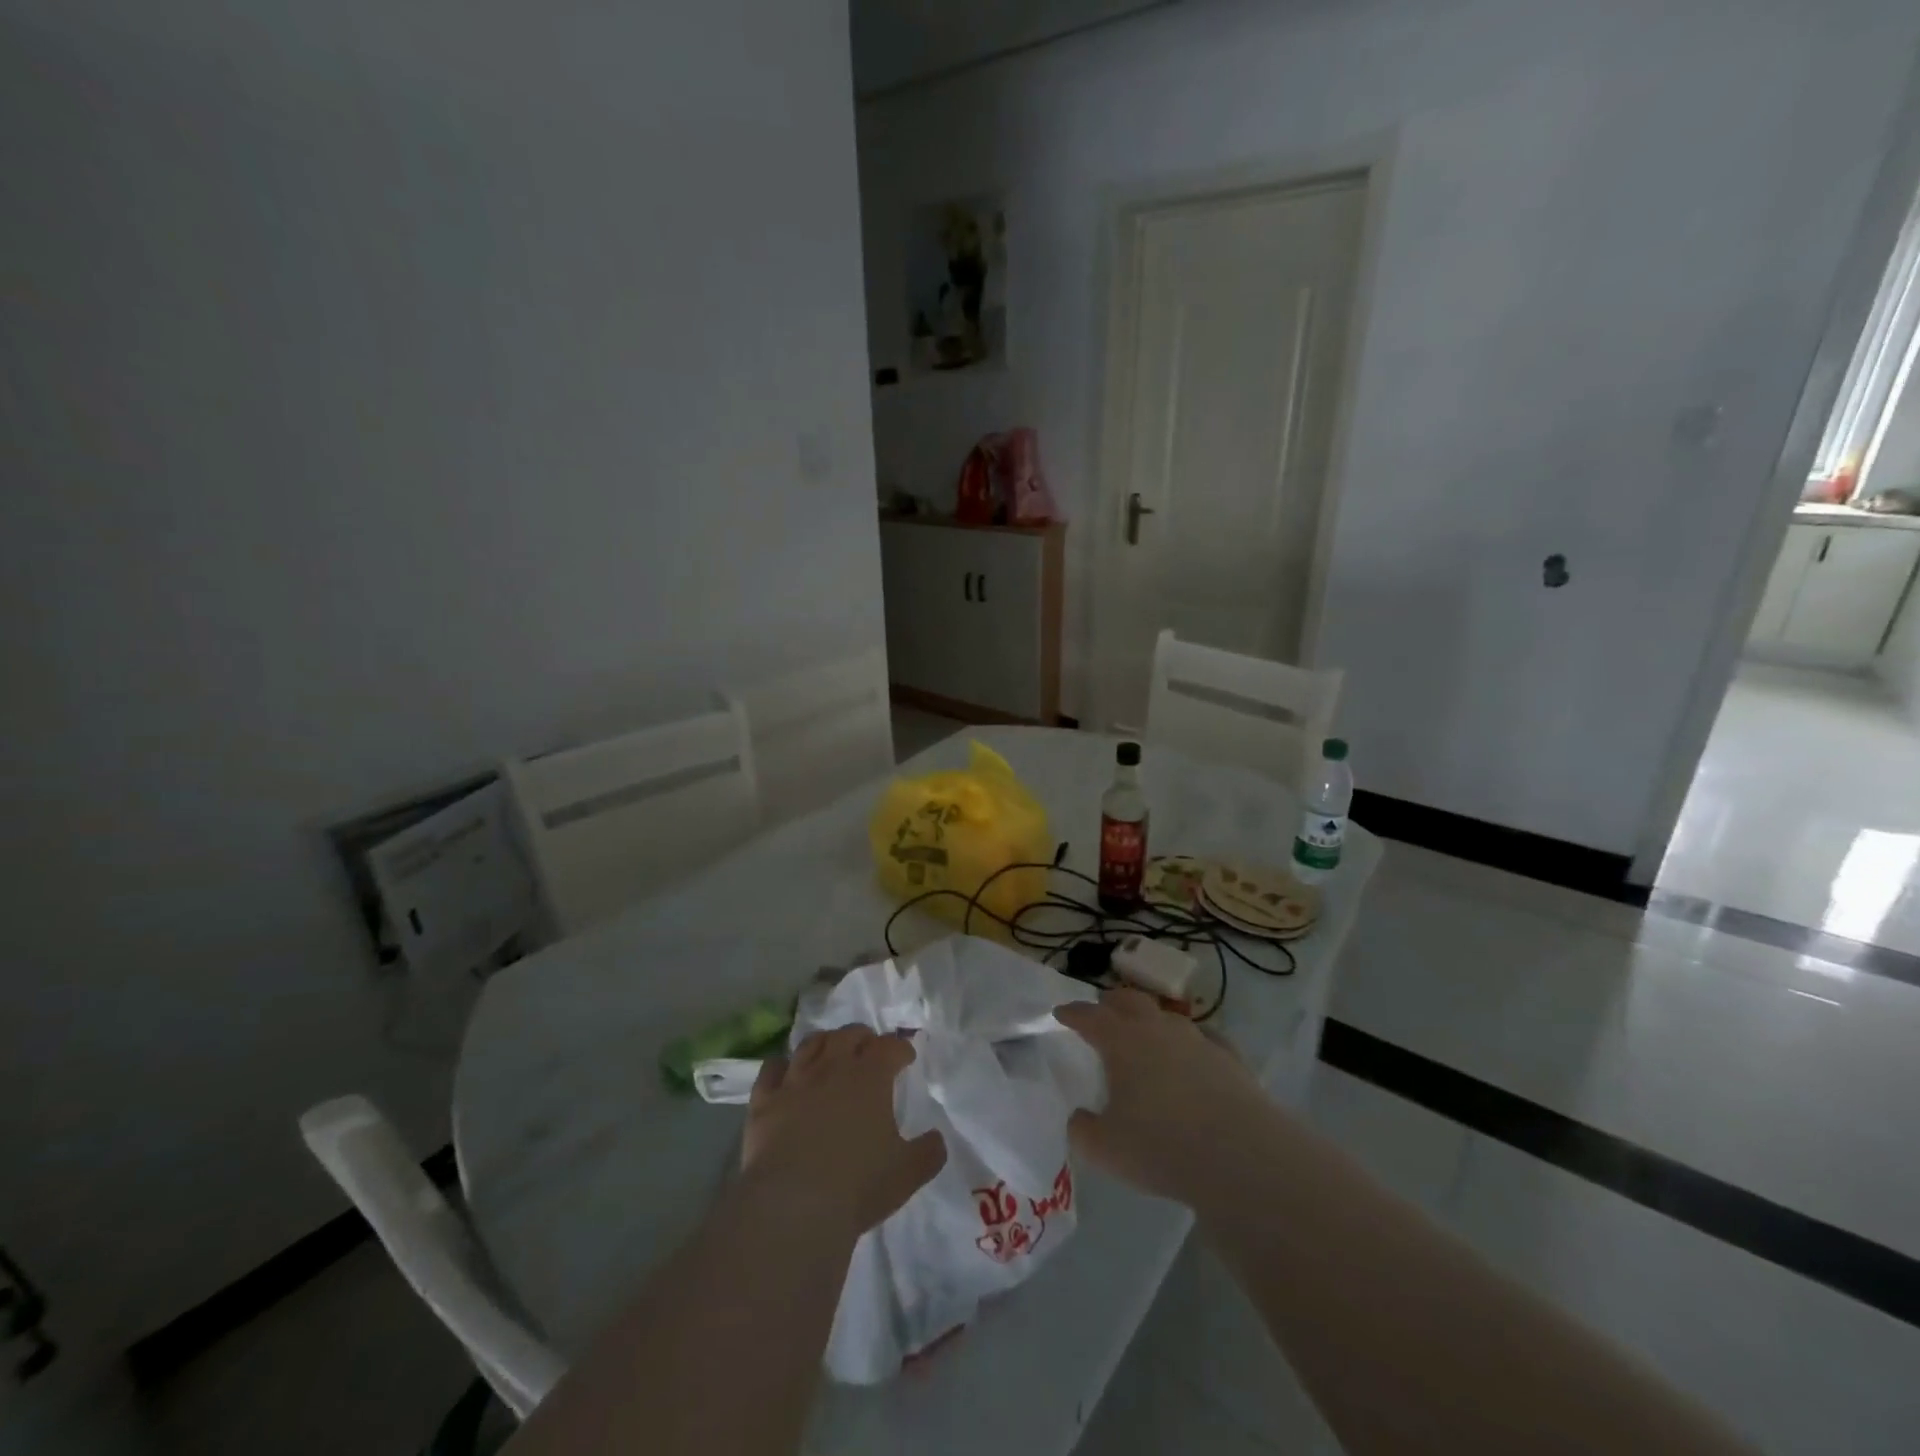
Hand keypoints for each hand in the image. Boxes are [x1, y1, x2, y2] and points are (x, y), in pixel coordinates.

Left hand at [741, 1026, 946, 1238]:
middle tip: (869, 1050)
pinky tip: (785, 1072)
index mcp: (871, 1077)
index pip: (890, 1046)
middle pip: (849, 1034)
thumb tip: (937, 1139)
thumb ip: (928, 1152)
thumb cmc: (858, 1185)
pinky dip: (781, 1066)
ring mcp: (795, 1080)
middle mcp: (833, 1067)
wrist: (793, 1205)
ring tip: (830, 1052)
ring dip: (825, 1043)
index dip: (900, 1048)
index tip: (906, 1057)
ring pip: (811, 1044)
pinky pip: (771, 1069)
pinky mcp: (764, 1101)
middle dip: (863, 1037)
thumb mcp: (907, 1173)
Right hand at [1056, 987, 1273, 1207]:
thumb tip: (1080, 1118)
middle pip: (1129, 1000)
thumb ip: (1083, 1131)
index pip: (1089, 1016)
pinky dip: (1190, 1042)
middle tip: (1101, 1010)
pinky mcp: (1229, 1058)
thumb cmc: (1162, 1147)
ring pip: (1167, 1016)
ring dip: (1151, 1019)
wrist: (1241, 1155)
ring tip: (1146, 1034)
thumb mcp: (1105, 1149)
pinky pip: (1204, 1038)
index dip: (1072, 1013)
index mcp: (1121, 1041)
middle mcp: (1157, 1029)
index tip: (1061, 1012)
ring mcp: (1197, 1039)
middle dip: (1111, 1003)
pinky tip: (1193, 1054)